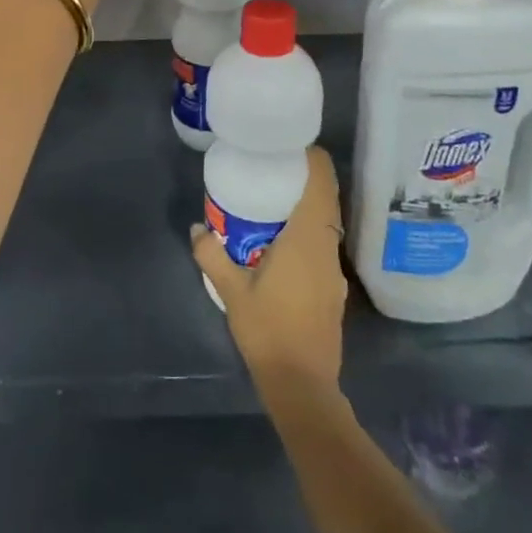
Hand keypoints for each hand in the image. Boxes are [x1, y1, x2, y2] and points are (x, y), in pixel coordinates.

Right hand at [193, 148, 348, 400]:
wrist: (303, 387)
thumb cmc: (269, 331)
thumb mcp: (232, 292)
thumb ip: (212, 256)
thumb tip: (197, 228)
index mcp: (307, 239)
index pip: (321, 183)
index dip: (313, 158)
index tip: (292, 145)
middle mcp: (326, 248)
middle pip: (325, 200)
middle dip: (305, 179)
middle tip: (273, 168)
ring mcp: (333, 271)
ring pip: (325, 224)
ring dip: (306, 208)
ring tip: (272, 202)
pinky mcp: (333, 290)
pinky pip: (322, 246)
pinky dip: (306, 234)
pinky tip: (280, 245)